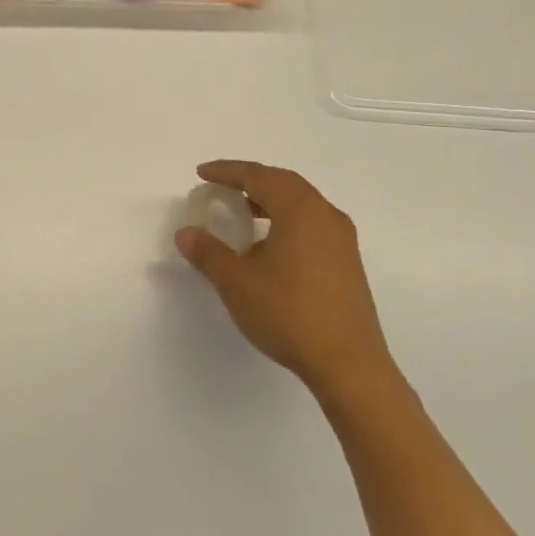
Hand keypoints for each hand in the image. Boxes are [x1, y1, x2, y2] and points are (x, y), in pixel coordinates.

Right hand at [175, 161, 396, 404]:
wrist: (348, 364)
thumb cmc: (289, 314)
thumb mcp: (237, 283)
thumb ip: (209, 253)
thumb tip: (186, 233)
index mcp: (301, 210)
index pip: (259, 176)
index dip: (227, 171)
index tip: (201, 174)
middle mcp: (325, 215)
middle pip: (284, 183)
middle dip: (250, 181)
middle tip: (221, 189)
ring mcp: (341, 239)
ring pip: (301, 204)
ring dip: (269, 201)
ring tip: (242, 215)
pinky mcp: (347, 261)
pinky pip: (311, 224)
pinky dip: (285, 220)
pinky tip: (269, 247)